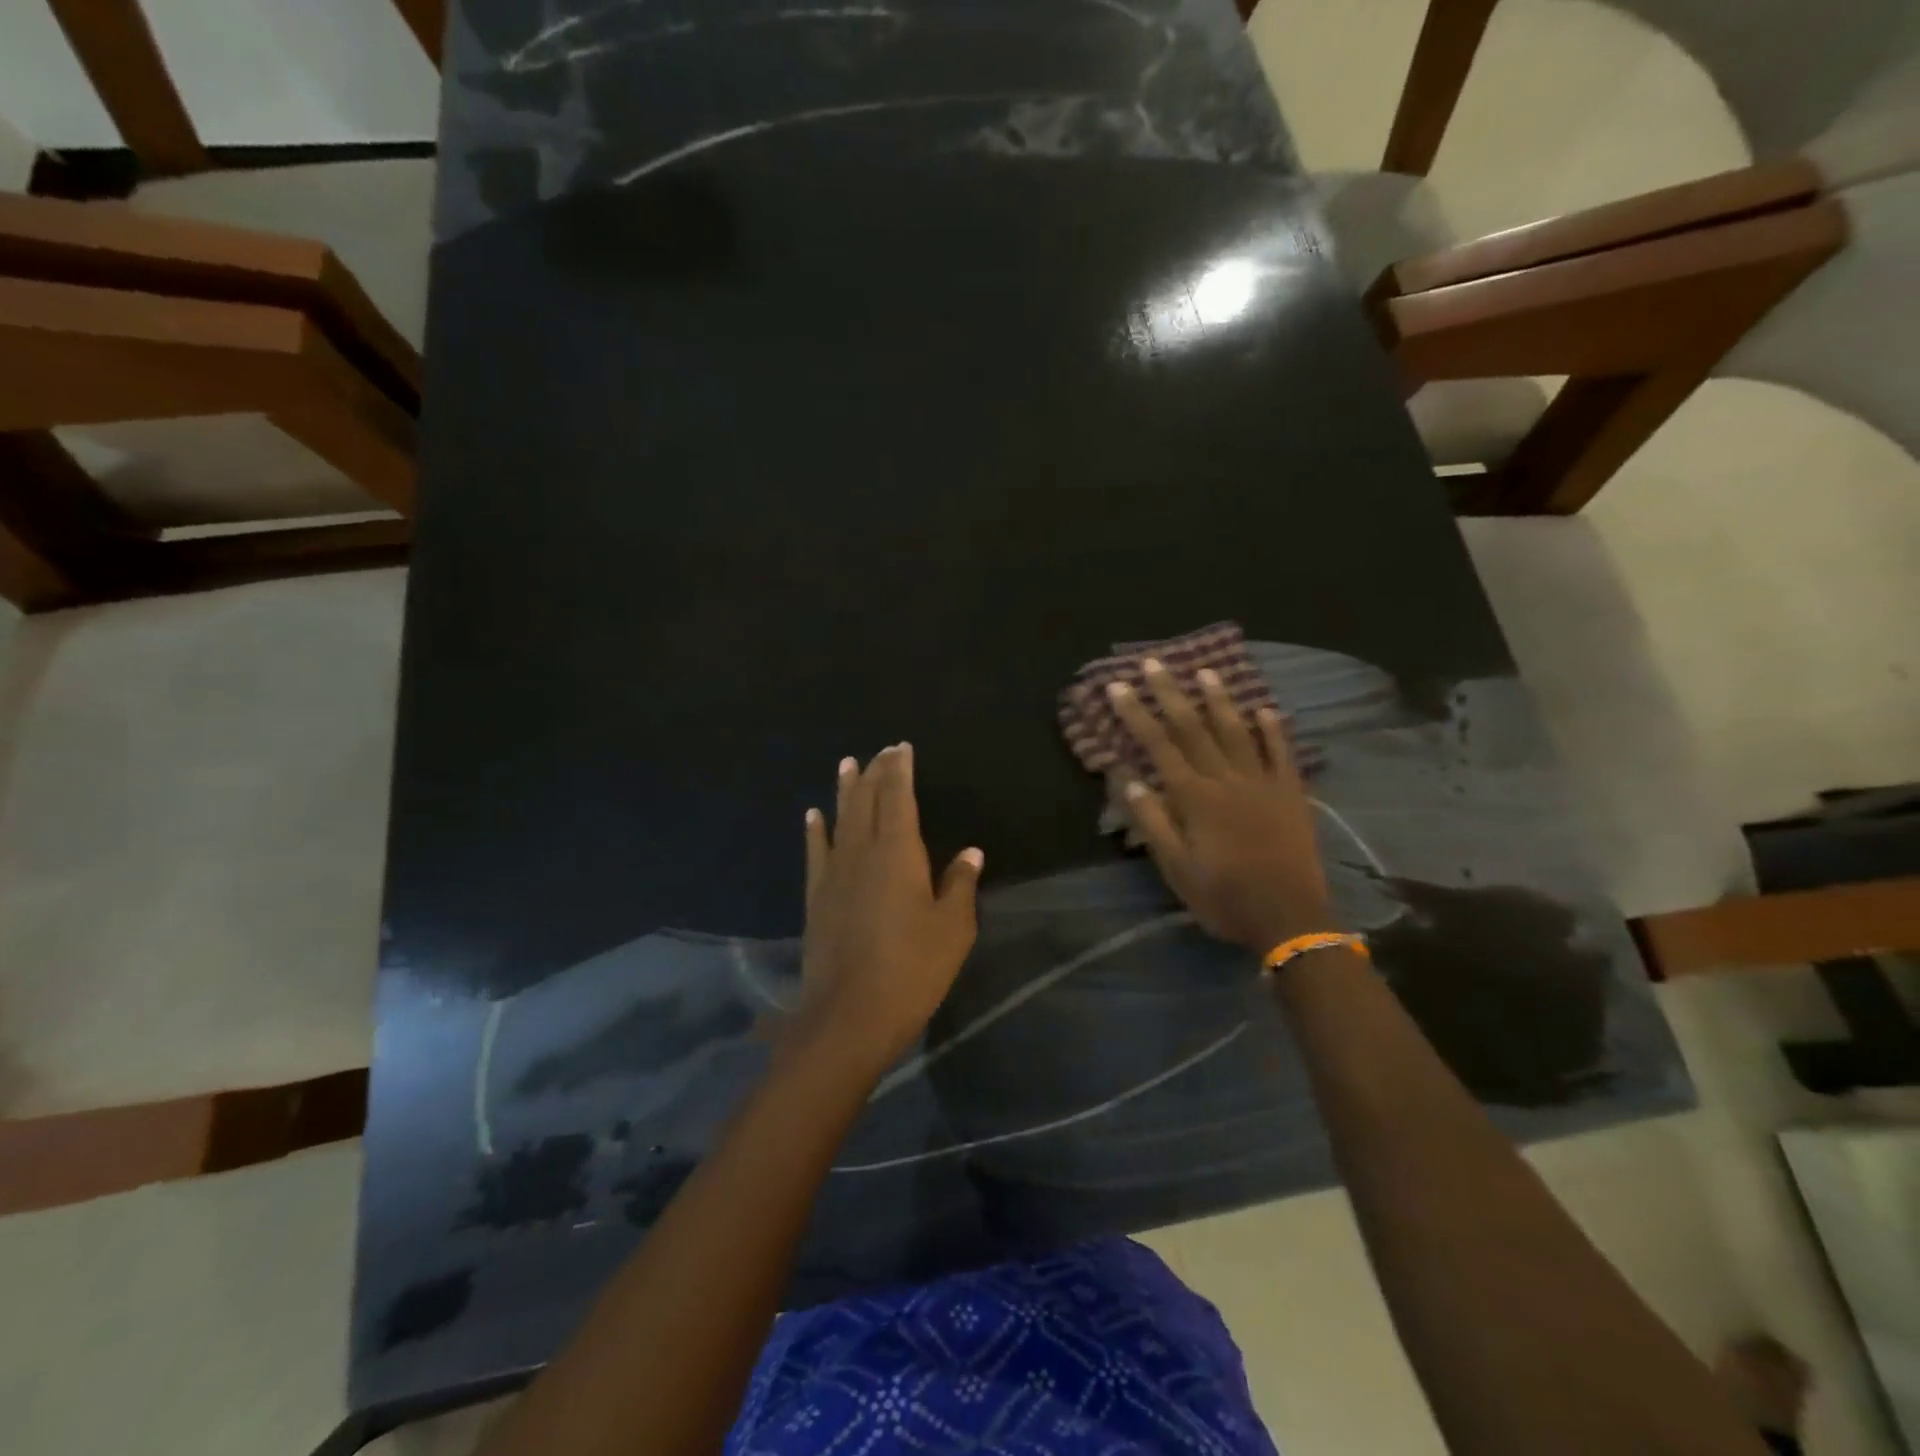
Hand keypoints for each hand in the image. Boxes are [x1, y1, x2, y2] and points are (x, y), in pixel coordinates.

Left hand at [796, 744, 983, 1070]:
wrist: (850, 1015)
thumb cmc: (913, 969)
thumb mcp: (952, 929)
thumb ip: (959, 885)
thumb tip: (971, 853)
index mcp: (899, 853)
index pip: (899, 797)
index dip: (900, 770)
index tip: (901, 747)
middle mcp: (863, 852)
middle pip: (868, 801)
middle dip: (875, 772)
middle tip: (880, 750)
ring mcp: (834, 874)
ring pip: (841, 819)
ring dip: (845, 790)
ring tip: (847, 764)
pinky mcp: (816, 897)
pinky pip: (816, 852)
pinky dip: (815, 830)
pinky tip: (813, 815)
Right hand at [1107, 660, 1333, 953]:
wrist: (1291, 918)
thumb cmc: (1225, 898)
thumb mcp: (1177, 869)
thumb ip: (1154, 823)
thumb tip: (1129, 780)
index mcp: (1195, 798)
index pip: (1159, 747)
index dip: (1136, 715)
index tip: (1118, 687)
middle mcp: (1227, 780)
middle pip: (1194, 729)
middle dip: (1171, 694)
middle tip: (1154, 663)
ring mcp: (1263, 783)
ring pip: (1238, 732)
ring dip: (1220, 701)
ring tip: (1207, 672)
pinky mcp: (1292, 793)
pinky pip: (1282, 753)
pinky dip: (1274, 730)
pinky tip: (1266, 710)